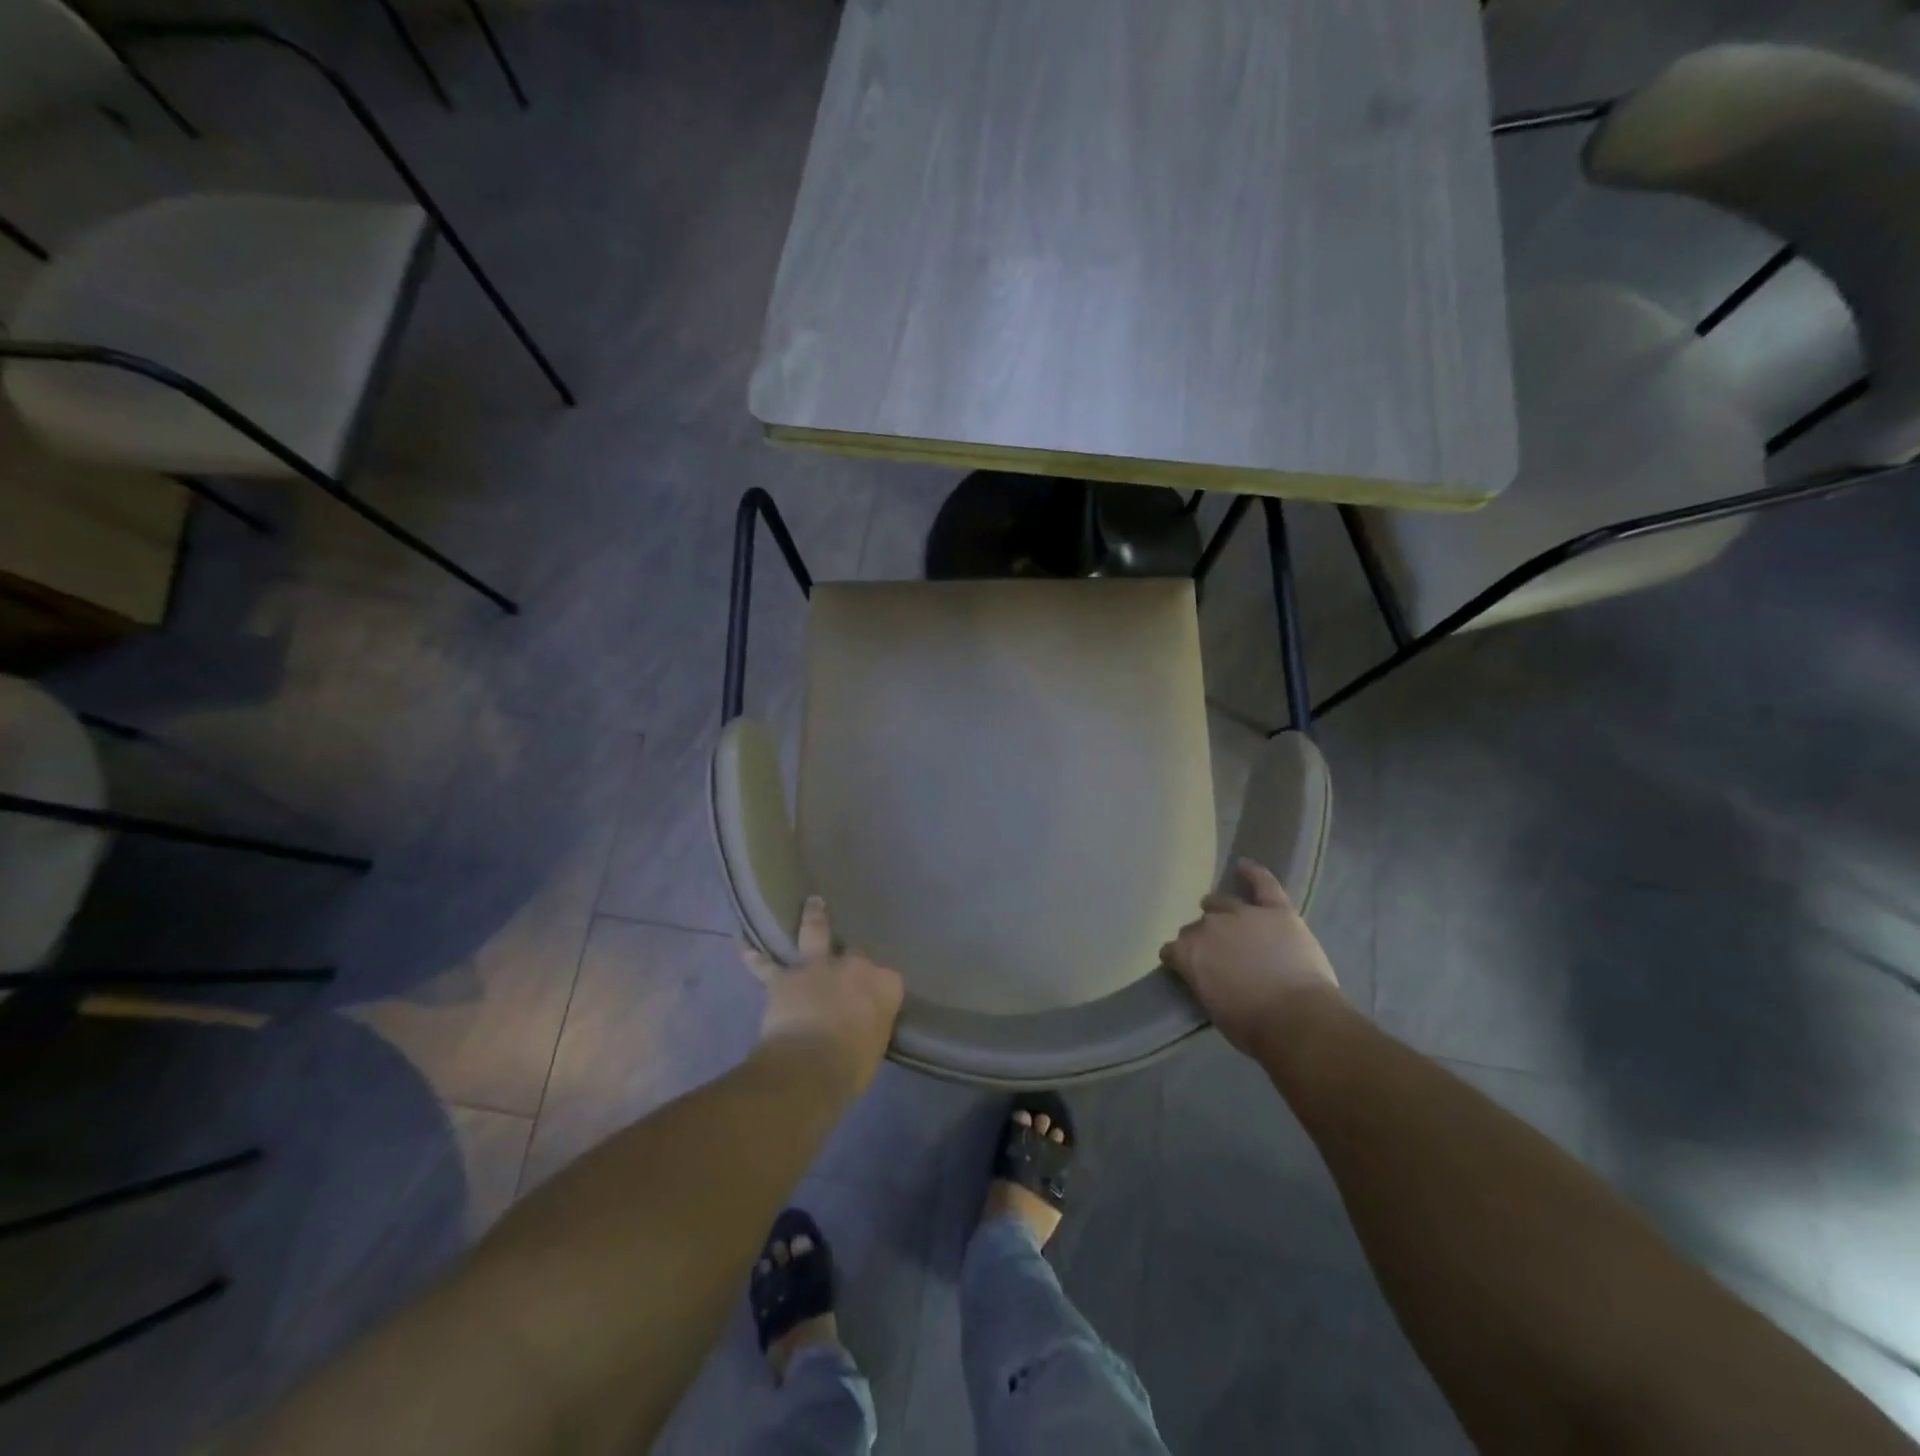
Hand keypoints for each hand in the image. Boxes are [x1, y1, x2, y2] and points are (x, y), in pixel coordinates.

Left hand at [745, 896, 903, 1101]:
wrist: (809, 1067)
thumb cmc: (852, 1066)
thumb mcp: (875, 1046)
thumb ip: (871, 1024)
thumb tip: (862, 1023)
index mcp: (885, 985)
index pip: (887, 978)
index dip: (877, 988)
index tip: (873, 1000)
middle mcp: (854, 966)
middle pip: (854, 954)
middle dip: (848, 959)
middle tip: (845, 964)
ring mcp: (818, 967)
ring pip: (816, 934)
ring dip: (813, 917)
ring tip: (812, 902)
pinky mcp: (784, 978)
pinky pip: (765, 965)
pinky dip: (753, 955)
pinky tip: (742, 943)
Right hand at [1160, 858, 1341, 1056]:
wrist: (1297, 1020)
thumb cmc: (1251, 1026)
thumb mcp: (1212, 1007)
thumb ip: (1202, 981)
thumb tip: (1205, 975)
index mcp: (1189, 952)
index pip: (1172, 950)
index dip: (1179, 959)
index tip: (1186, 968)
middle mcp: (1209, 926)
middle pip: (1197, 926)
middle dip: (1202, 937)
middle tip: (1216, 953)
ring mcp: (1243, 915)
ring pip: (1222, 903)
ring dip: (1219, 909)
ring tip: (1223, 914)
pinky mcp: (1276, 911)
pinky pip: (1263, 884)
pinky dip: (1253, 873)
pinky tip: (1244, 865)